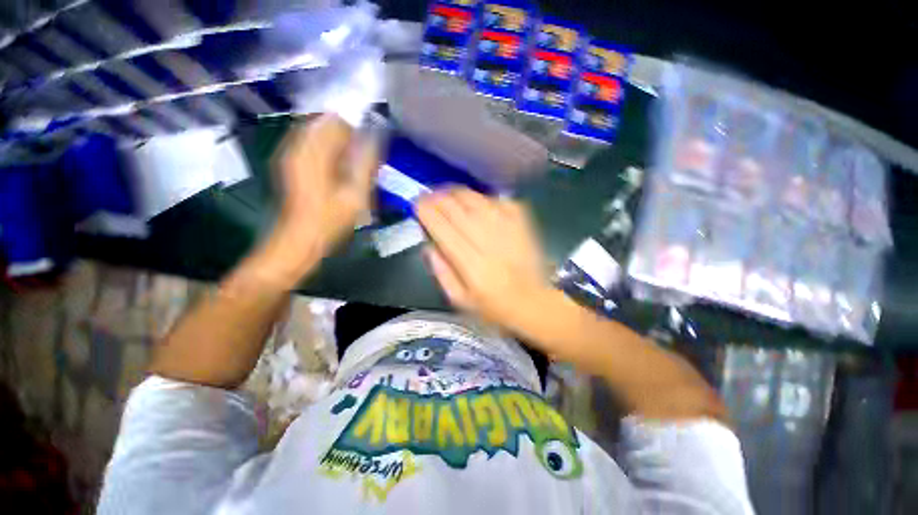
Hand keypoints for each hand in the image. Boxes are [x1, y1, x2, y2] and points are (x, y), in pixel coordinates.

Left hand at [256, 114, 377, 285]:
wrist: (300, 238)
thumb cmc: (330, 220)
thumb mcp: (355, 194)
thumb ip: (366, 163)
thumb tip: (376, 138)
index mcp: (313, 152)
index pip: (337, 120)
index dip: (357, 130)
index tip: (370, 149)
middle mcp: (298, 146)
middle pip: (327, 123)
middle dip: (349, 136)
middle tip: (363, 160)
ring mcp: (293, 154)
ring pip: (320, 134)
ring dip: (340, 144)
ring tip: (353, 166)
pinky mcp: (293, 163)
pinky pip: (314, 145)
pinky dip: (330, 151)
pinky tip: (340, 170)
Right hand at [416, 187, 553, 330]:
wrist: (533, 302)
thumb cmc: (493, 307)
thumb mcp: (460, 300)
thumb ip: (441, 272)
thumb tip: (428, 245)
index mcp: (471, 264)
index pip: (442, 228)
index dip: (426, 212)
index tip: (416, 204)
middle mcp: (488, 241)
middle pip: (457, 209)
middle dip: (437, 198)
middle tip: (428, 197)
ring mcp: (507, 228)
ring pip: (476, 199)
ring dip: (457, 193)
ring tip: (447, 195)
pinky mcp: (522, 222)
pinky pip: (498, 200)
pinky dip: (483, 198)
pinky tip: (477, 203)